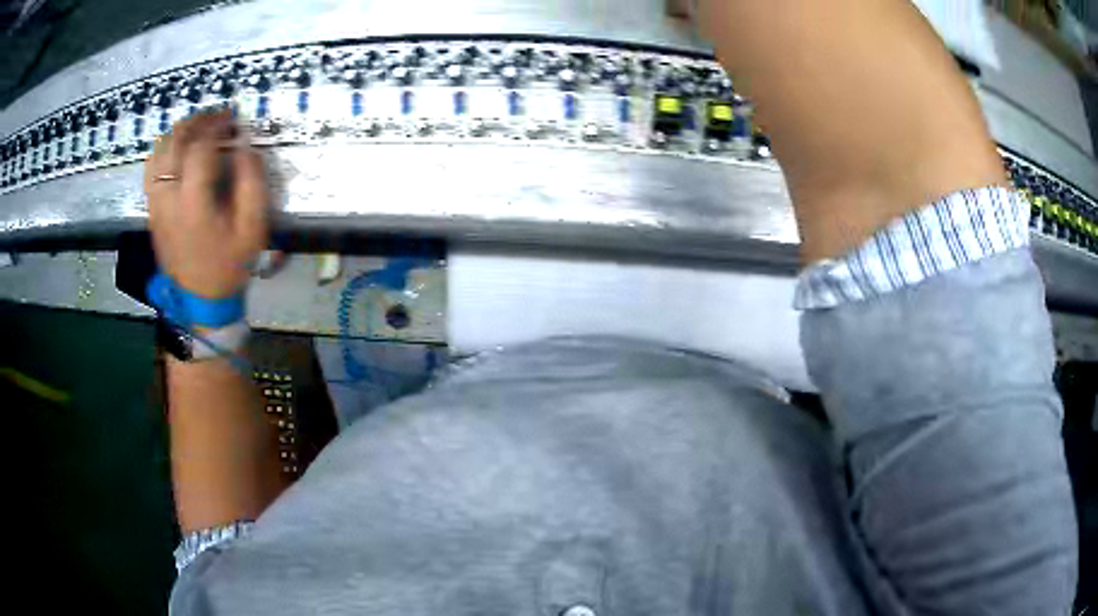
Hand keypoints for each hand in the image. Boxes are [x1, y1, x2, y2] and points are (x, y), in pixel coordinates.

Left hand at [144, 111, 269, 298]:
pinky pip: (150, 170)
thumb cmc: (230, 264)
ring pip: (158, 153)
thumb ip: (252, 181)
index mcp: (194, 203)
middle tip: (216, 117)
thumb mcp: (253, 227)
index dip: (216, 125)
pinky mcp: (152, 211)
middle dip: (197, 122)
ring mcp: (156, 205)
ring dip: (178, 133)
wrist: (201, 300)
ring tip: (197, 128)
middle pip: (175, 143)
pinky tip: (176, 148)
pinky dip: (163, 150)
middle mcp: (168, 199)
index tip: (232, 118)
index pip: (199, 147)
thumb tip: (244, 145)